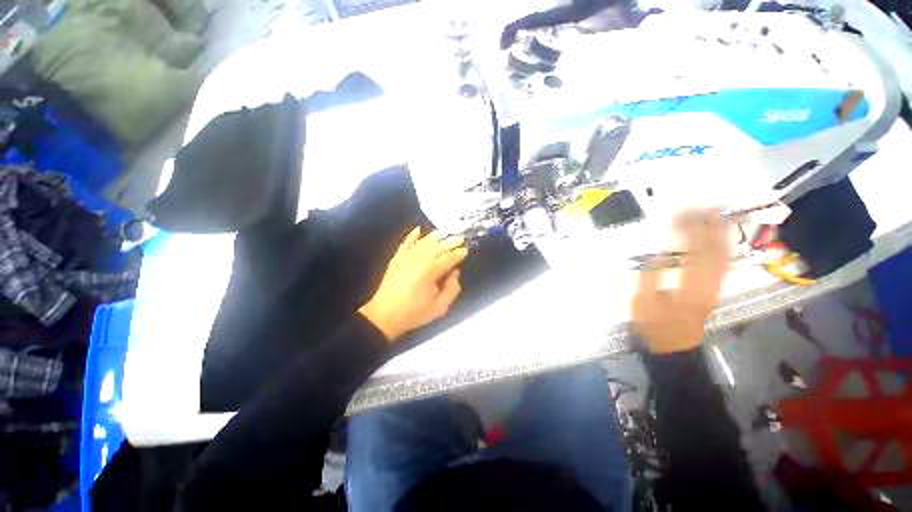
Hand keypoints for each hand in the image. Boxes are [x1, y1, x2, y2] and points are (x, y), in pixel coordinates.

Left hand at [359, 228, 468, 341]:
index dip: (458, 253)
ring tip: (445, 232)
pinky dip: (412, 235)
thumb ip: (452, 289)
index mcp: (431, 271)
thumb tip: (455, 273)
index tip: (466, 250)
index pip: (449, 258)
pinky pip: (406, 243)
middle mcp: (419, 259)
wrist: (384, 315)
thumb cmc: (413, 313)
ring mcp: (406, 257)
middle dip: (450, 241)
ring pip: (424, 242)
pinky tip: (418, 229)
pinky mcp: (397, 258)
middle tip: (460, 237)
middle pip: (438, 246)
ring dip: (436, 236)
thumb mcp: (439, 307)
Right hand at [631, 210, 729, 353]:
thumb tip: (659, 252)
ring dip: (719, 233)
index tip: (681, 214)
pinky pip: (724, 262)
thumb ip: (651, 276)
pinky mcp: (714, 288)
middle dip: (710, 225)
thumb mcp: (643, 302)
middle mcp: (710, 283)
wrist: (674, 346)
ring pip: (724, 254)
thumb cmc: (654, 324)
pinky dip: (721, 246)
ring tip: (711, 215)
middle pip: (716, 250)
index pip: (696, 251)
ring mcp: (716, 286)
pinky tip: (715, 237)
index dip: (691, 230)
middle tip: (701, 206)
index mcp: (690, 286)